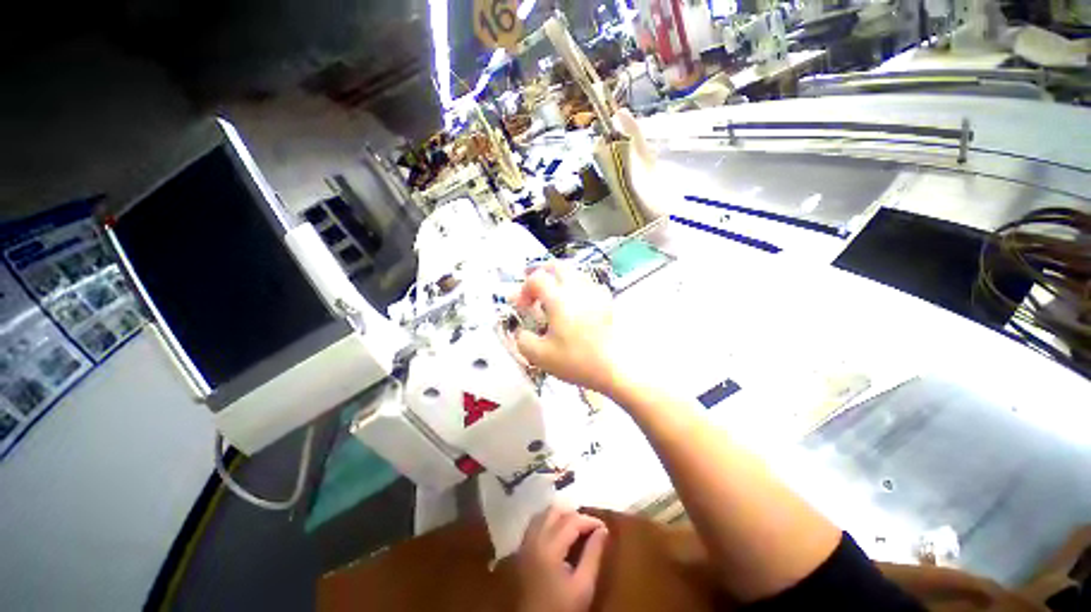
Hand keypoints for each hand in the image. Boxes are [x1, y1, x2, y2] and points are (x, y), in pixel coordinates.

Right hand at [513, 262, 623, 394]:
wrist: (612, 368)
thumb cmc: (575, 361)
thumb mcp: (539, 356)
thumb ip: (522, 339)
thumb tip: (520, 330)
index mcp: (559, 299)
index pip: (536, 279)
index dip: (524, 289)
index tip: (522, 305)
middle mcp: (577, 289)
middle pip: (557, 266)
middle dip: (542, 272)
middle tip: (535, 287)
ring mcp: (594, 293)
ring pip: (574, 272)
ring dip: (559, 278)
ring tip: (554, 294)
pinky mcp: (606, 301)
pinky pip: (589, 283)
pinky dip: (577, 286)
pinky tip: (576, 301)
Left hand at [517, 505, 608, 611]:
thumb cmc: (561, 608)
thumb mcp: (583, 586)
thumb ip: (593, 555)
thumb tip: (603, 530)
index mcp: (549, 547)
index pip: (571, 520)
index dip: (589, 520)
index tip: (603, 527)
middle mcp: (534, 538)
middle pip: (555, 511)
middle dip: (574, 515)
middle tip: (589, 527)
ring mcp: (524, 543)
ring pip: (543, 514)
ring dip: (560, 516)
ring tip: (576, 529)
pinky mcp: (521, 549)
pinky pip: (535, 524)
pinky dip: (548, 521)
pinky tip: (559, 533)